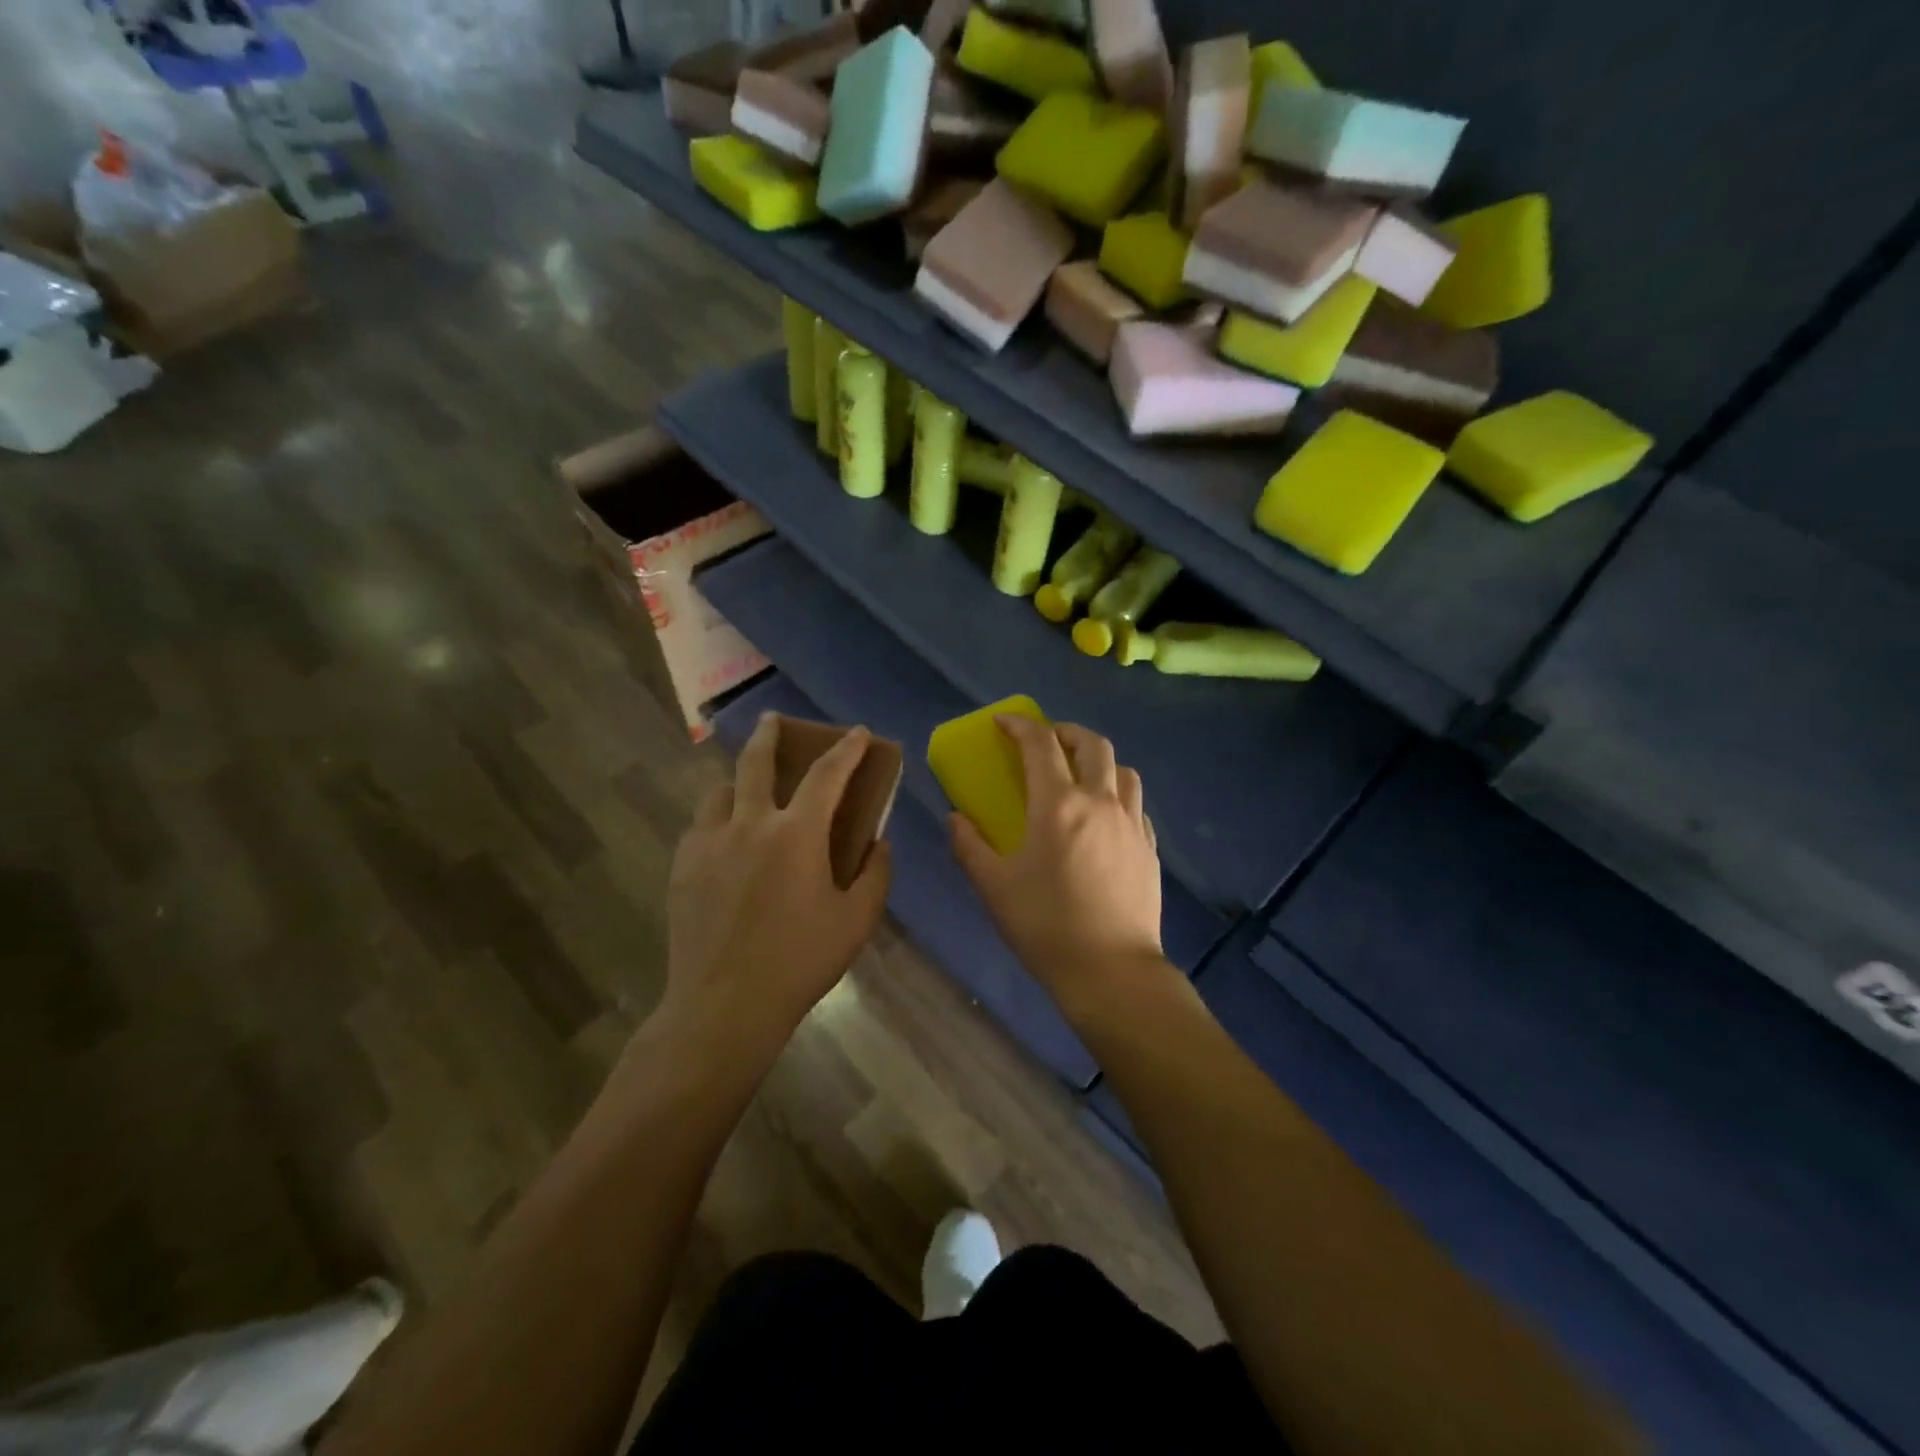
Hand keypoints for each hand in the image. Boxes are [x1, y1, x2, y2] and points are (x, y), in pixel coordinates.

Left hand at [660, 713, 892, 1053]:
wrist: (724, 1005)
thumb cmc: (800, 961)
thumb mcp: (856, 921)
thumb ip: (876, 874)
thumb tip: (879, 843)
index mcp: (796, 834)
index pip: (827, 774)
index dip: (846, 749)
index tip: (856, 732)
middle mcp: (749, 824)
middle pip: (756, 761)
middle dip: (769, 734)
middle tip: (773, 720)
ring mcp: (709, 843)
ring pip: (720, 790)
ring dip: (739, 781)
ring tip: (747, 791)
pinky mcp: (683, 866)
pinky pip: (701, 824)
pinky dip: (719, 817)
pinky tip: (726, 839)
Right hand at [948, 716, 1166, 1014]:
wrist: (1111, 970)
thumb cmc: (1045, 925)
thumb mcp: (994, 887)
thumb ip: (969, 846)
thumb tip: (955, 818)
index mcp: (1058, 805)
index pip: (1040, 744)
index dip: (1020, 725)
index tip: (1003, 722)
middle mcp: (1100, 802)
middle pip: (1091, 744)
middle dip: (1065, 732)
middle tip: (1046, 740)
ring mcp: (1131, 823)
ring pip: (1123, 770)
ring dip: (1099, 760)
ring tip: (1081, 775)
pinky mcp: (1149, 847)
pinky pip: (1136, 805)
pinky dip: (1118, 796)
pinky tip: (1105, 819)